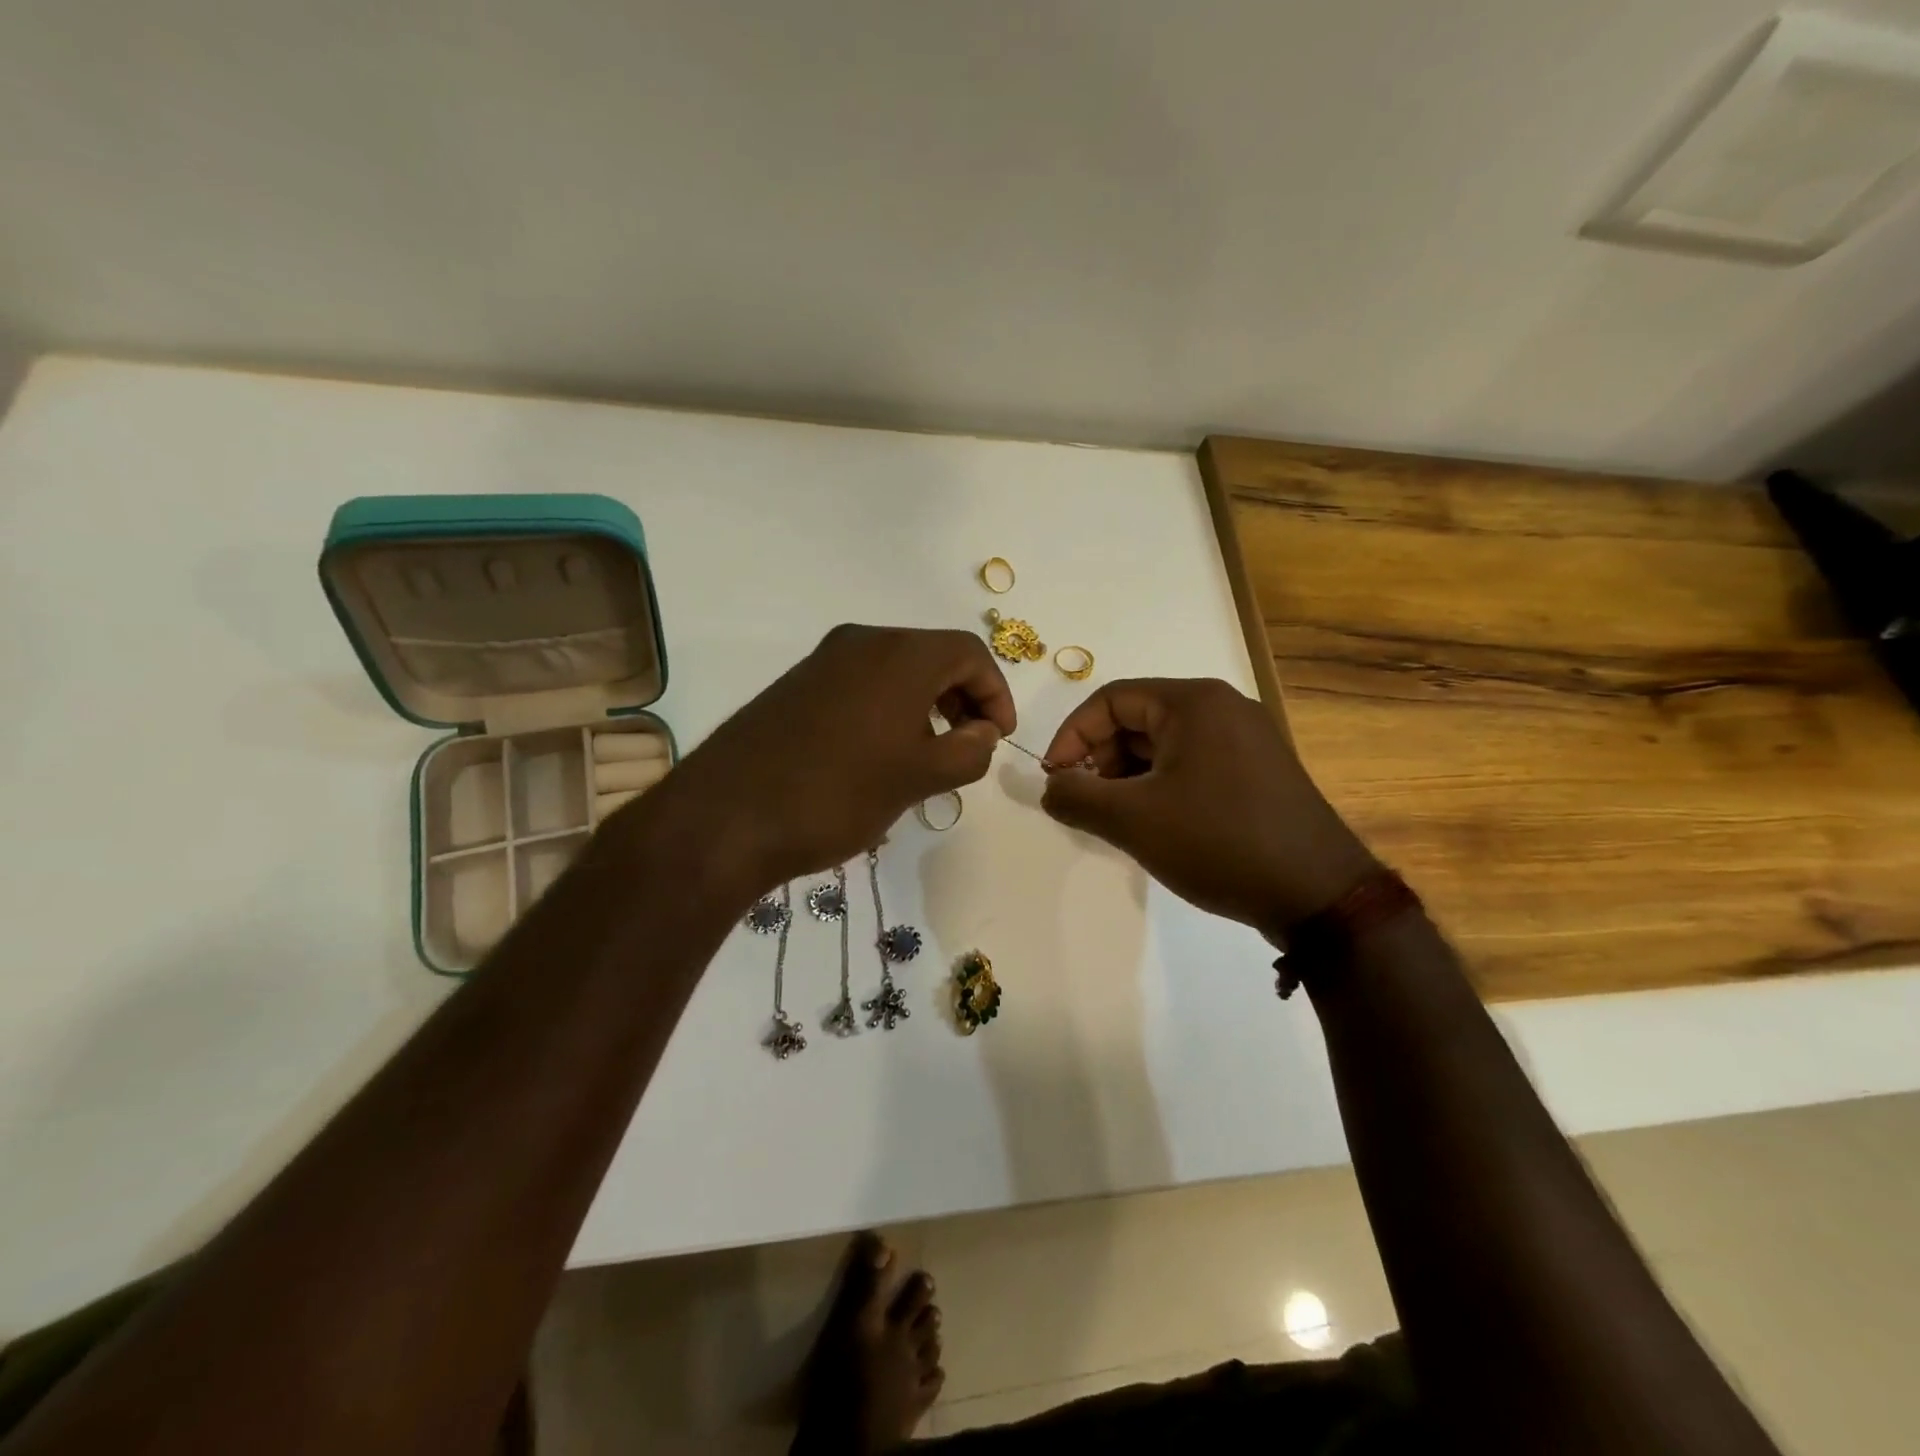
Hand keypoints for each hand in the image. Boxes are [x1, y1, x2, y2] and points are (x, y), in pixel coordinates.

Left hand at [648, 625, 1015, 891]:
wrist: (725, 816)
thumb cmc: (837, 794)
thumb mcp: (919, 778)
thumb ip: (969, 751)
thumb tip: (984, 733)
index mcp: (899, 654)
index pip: (970, 653)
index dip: (996, 693)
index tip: (998, 738)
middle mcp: (861, 642)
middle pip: (933, 656)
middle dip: (962, 698)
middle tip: (969, 746)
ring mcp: (822, 662)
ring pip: (896, 672)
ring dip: (926, 706)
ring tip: (928, 757)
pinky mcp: (796, 686)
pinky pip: (860, 685)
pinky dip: (888, 710)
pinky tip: (880, 756)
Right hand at [1040, 678, 1376, 932]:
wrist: (1319, 895)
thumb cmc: (1219, 842)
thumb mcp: (1133, 820)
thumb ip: (1076, 797)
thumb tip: (1051, 788)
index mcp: (1194, 702)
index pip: (1111, 699)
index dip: (1072, 736)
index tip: (1054, 779)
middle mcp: (1223, 708)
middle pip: (1138, 718)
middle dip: (1100, 758)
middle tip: (1084, 802)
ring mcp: (1246, 739)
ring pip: (1164, 744)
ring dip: (1128, 776)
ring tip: (1114, 818)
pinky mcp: (1257, 771)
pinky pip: (1192, 764)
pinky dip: (1160, 786)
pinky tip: (1152, 824)